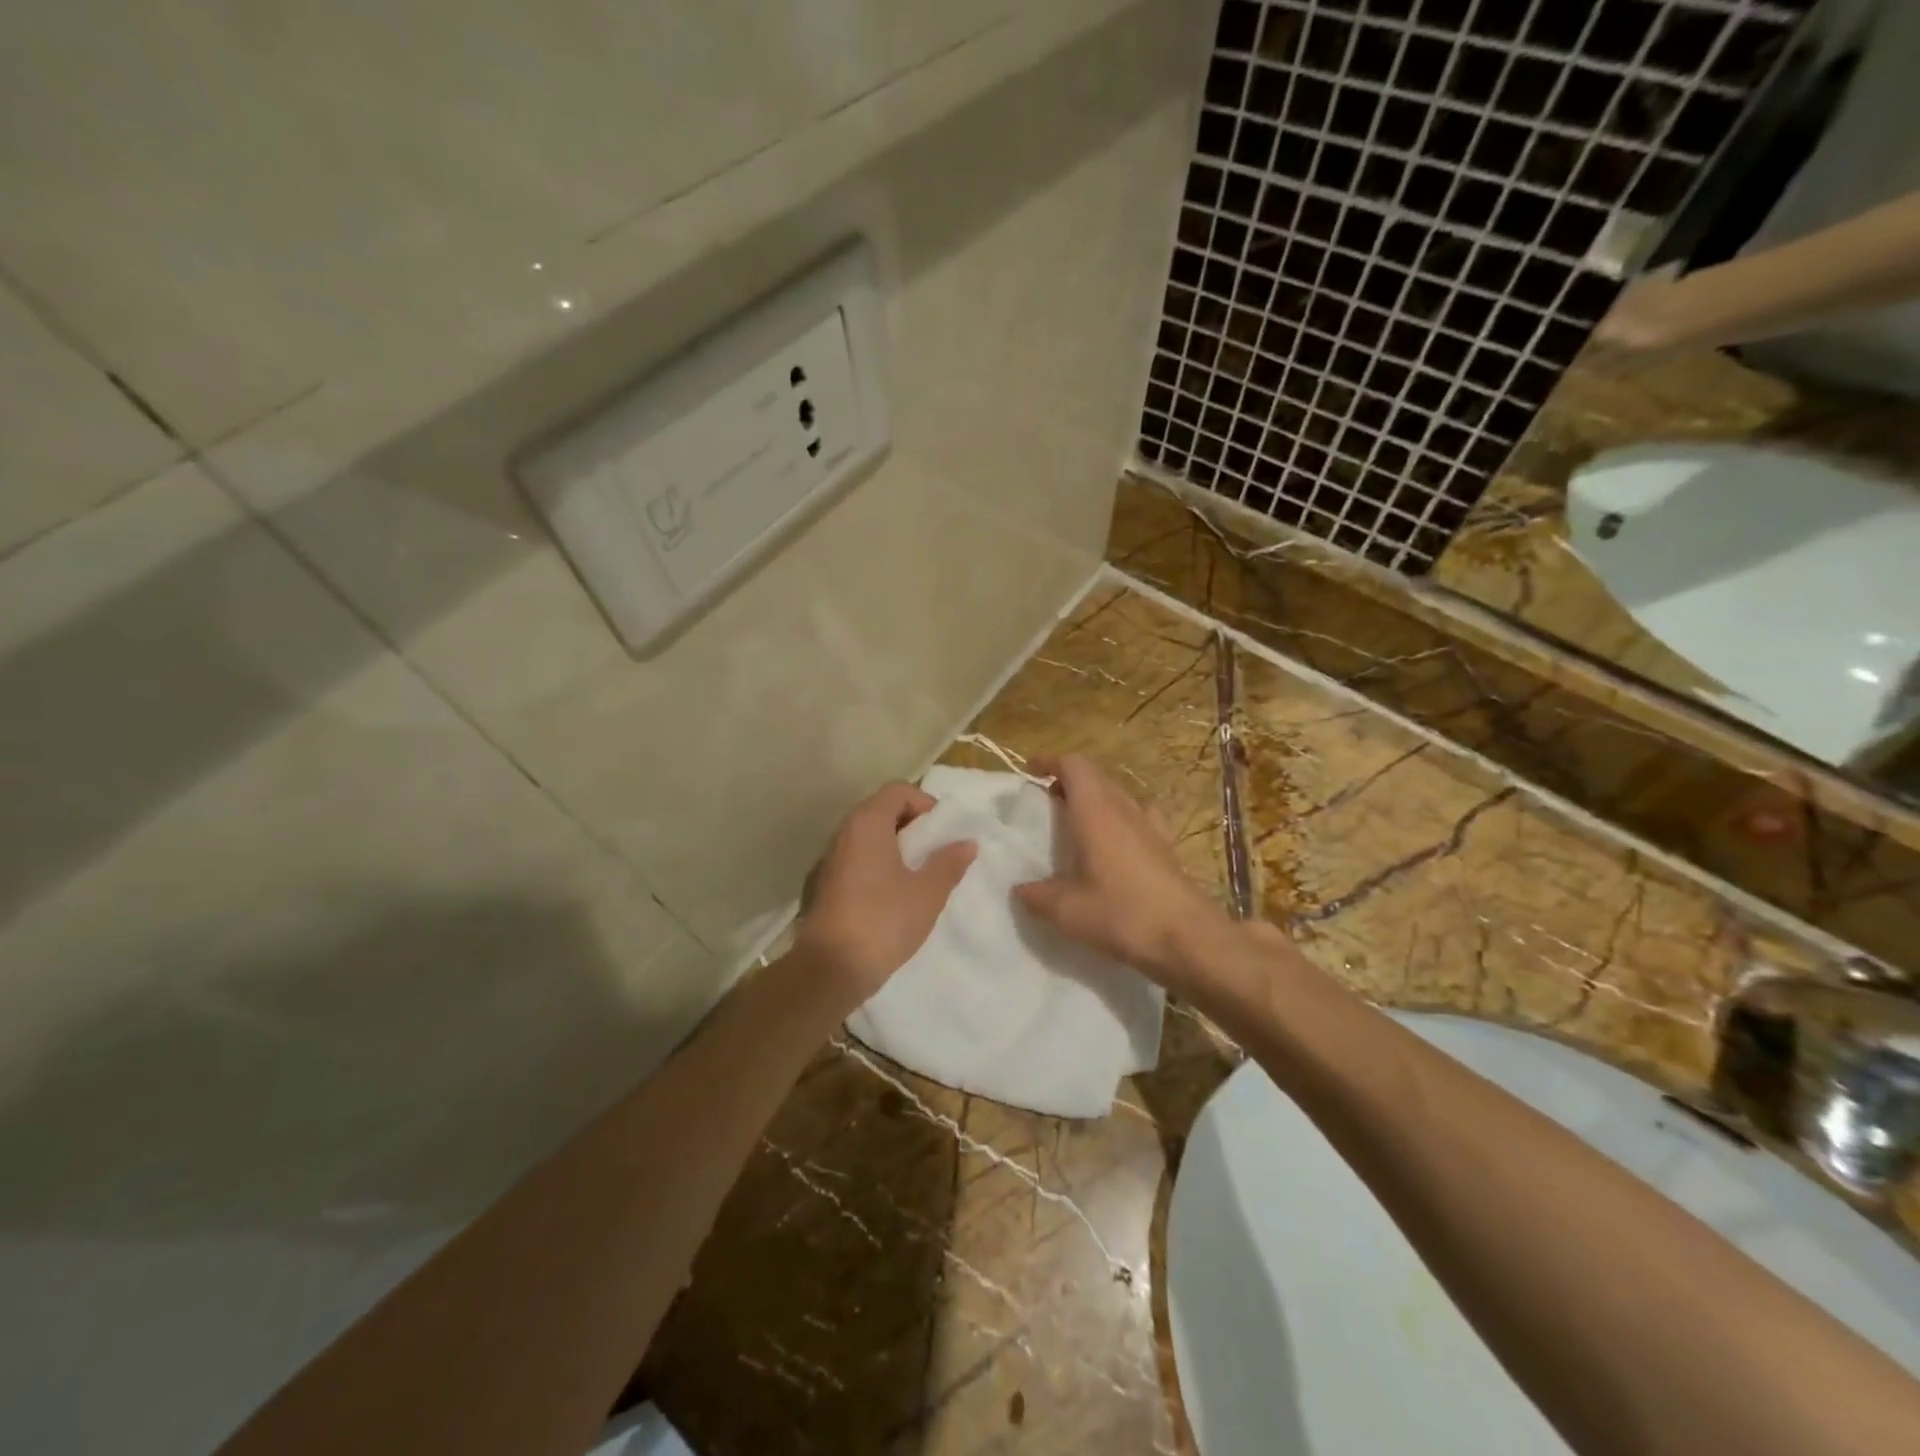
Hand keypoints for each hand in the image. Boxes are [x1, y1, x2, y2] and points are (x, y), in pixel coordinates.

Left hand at [794, 781, 975, 1013]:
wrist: (830, 969)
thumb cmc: (883, 921)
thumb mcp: (927, 893)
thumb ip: (949, 863)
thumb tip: (966, 843)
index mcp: (867, 823)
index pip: (898, 790)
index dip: (925, 803)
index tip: (943, 833)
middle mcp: (844, 832)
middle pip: (882, 811)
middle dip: (912, 827)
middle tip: (936, 855)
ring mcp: (829, 859)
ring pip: (868, 838)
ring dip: (895, 849)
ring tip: (918, 877)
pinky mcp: (823, 885)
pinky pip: (856, 861)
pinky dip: (877, 867)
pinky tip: (893, 897)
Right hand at [1012, 754, 1234, 990]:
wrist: (1187, 937)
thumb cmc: (1121, 913)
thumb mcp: (1066, 911)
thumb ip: (1037, 896)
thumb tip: (1019, 889)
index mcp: (1095, 810)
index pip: (1073, 765)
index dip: (1050, 761)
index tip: (1030, 771)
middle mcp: (1123, 808)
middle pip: (1095, 776)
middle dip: (1069, 780)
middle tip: (1047, 801)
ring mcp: (1150, 825)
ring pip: (1117, 794)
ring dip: (1094, 798)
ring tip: (1076, 822)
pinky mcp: (1166, 845)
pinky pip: (1139, 816)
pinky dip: (1120, 817)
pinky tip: (1116, 842)